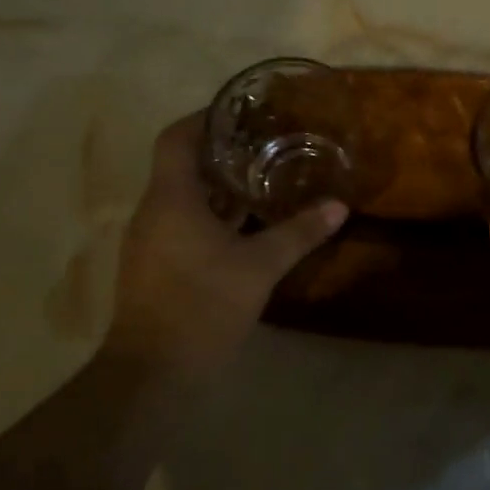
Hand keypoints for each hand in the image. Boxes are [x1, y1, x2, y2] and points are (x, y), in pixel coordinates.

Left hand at [104, 113, 347, 375]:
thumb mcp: (259, 267)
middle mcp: (153, 211)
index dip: (204, 119)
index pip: (176, 138)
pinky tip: (244, 226)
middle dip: (220, 152)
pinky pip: (181, 223)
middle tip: (264, 145)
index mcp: (171, 198)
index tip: (240, 115)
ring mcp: (149, 240)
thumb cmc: (202, 306)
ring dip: (216, 187)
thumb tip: (339, 206)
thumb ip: (299, 233)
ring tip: (261, 179)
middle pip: (181, 165)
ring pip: (182, 196)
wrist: (151, 374)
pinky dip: (210, 215)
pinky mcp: (154, 265)